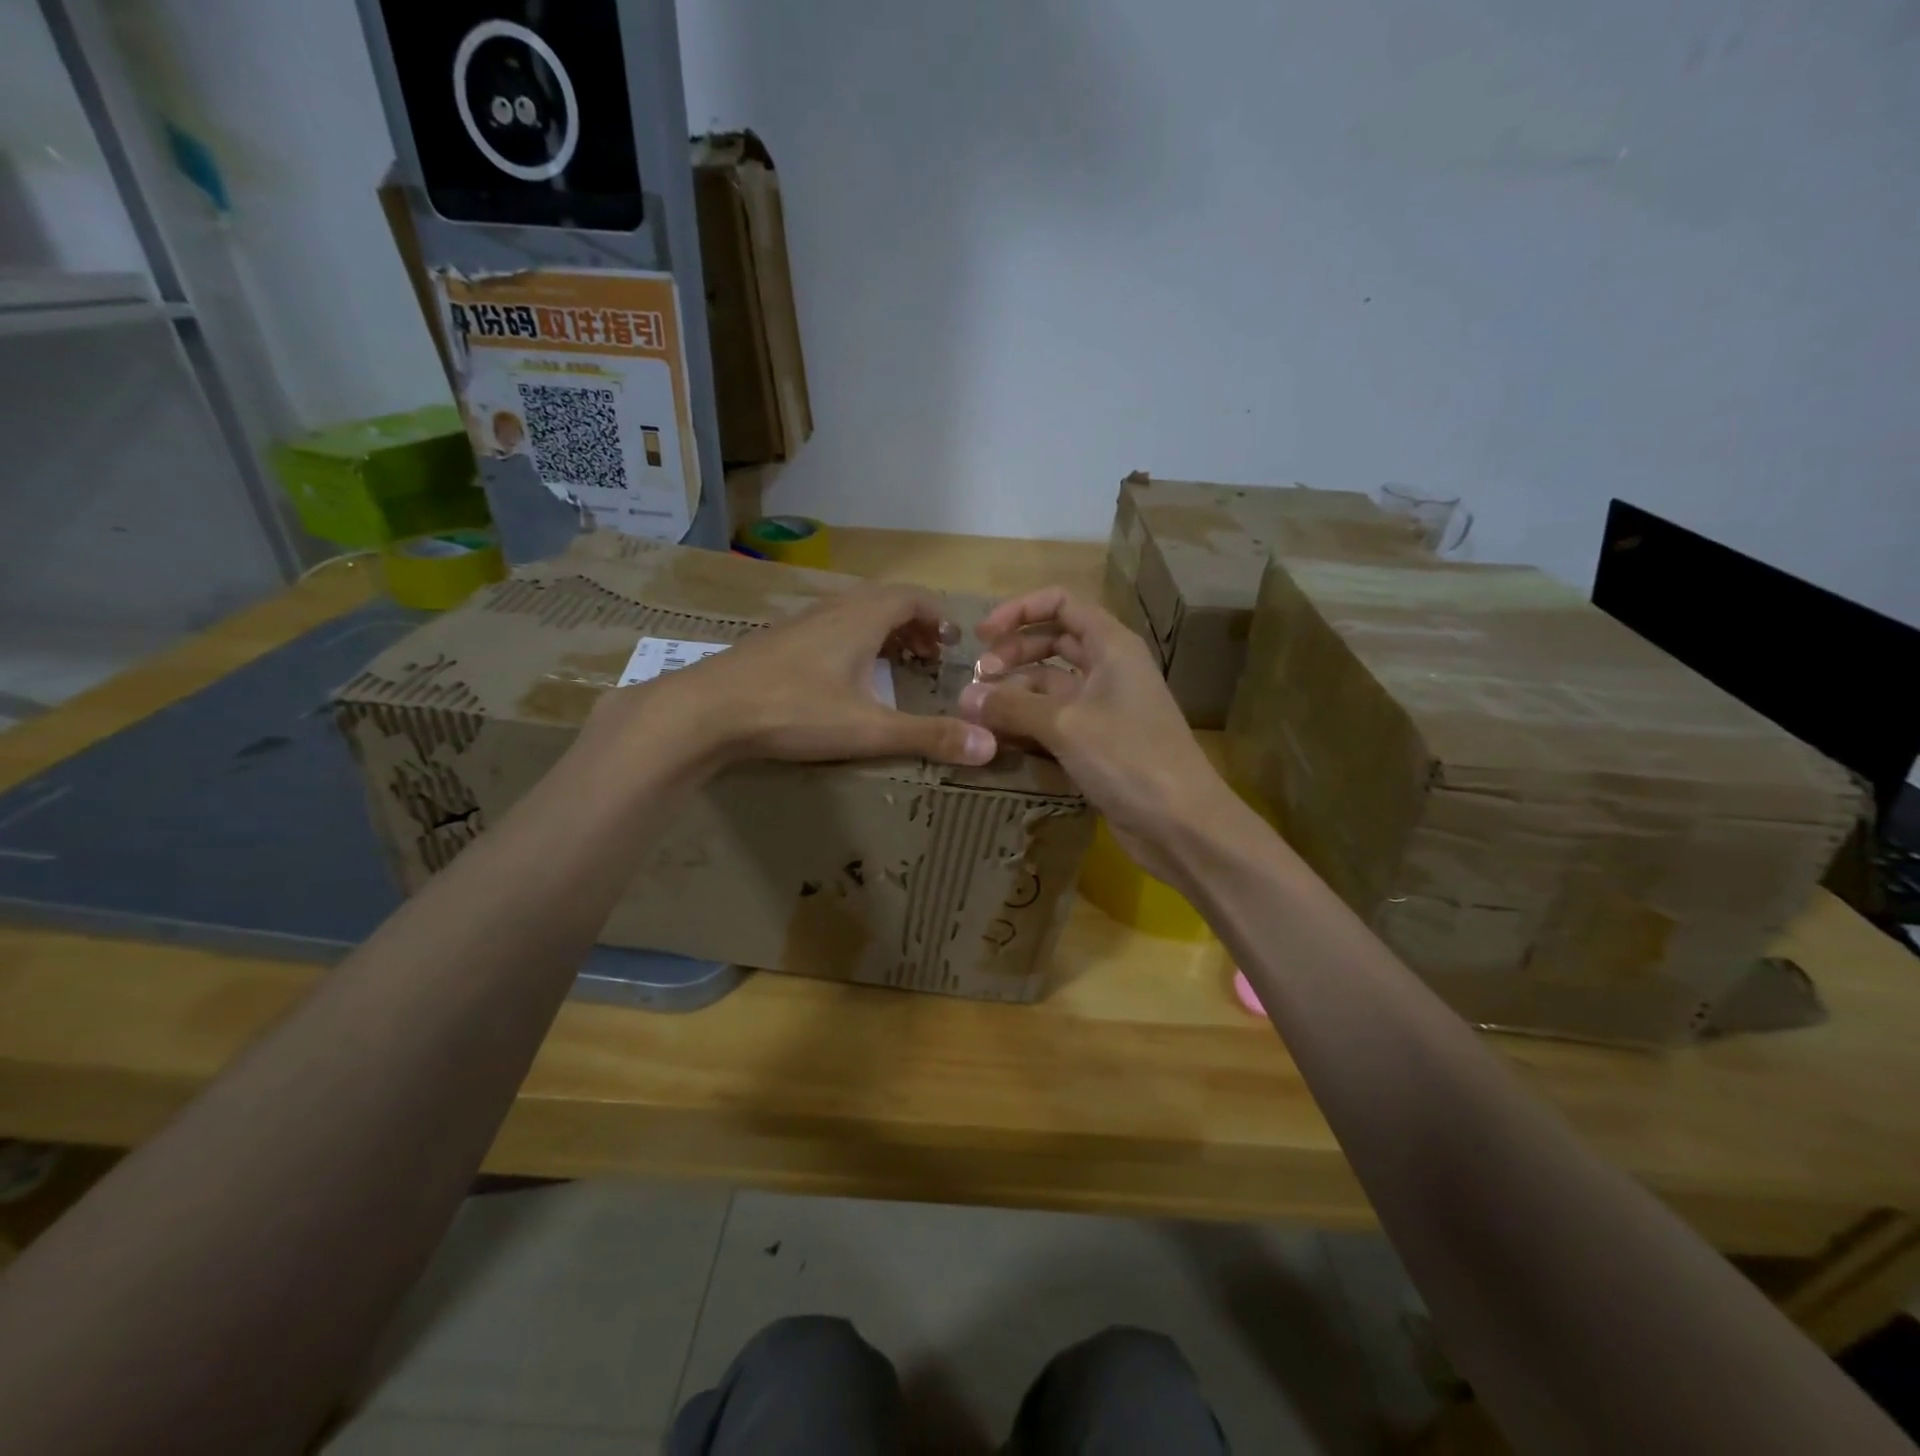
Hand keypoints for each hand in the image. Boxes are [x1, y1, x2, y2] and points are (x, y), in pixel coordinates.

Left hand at [582, 583, 998, 773]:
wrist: (706, 710)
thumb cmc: (794, 711)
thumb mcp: (869, 729)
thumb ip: (929, 736)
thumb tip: (990, 744)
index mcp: (861, 619)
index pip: (912, 598)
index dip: (938, 616)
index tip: (952, 643)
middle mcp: (833, 611)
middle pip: (884, 602)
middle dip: (913, 625)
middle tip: (930, 656)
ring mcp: (800, 624)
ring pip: (853, 614)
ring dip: (881, 632)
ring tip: (894, 665)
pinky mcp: (776, 643)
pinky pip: (828, 629)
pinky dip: (851, 642)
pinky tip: (843, 678)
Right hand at [958, 587, 1237, 884]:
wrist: (1180, 823)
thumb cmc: (1128, 758)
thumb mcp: (1065, 725)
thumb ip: (1012, 706)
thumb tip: (965, 696)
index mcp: (1112, 646)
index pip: (1062, 603)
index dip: (1020, 610)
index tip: (982, 634)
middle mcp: (1109, 668)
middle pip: (1054, 642)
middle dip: (1013, 653)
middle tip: (978, 678)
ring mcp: (1105, 706)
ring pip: (1051, 684)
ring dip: (1016, 691)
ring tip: (979, 712)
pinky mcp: (1098, 741)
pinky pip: (1055, 719)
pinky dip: (1028, 722)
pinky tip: (999, 737)